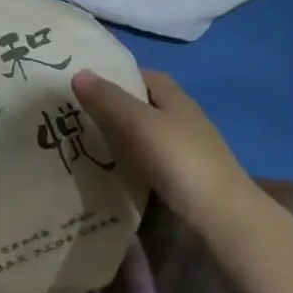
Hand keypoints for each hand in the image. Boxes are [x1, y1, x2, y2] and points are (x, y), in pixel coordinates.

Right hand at [72, 69, 254, 233]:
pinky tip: (103, 174)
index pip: (145, 76)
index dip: (117, 75)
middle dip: (111, 109)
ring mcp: (183, 154)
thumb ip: (109, 100)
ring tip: (78, 144)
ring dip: (116, 141)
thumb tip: (78, 74)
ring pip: (142, 139)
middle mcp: (181, 122)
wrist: (221, 218)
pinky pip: (145, 166)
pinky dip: (125, 167)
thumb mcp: (140, 124)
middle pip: (142, 108)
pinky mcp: (179, 183)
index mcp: (176, 100)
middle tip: (71, 115)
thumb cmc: (181, 160)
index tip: (85, 83)